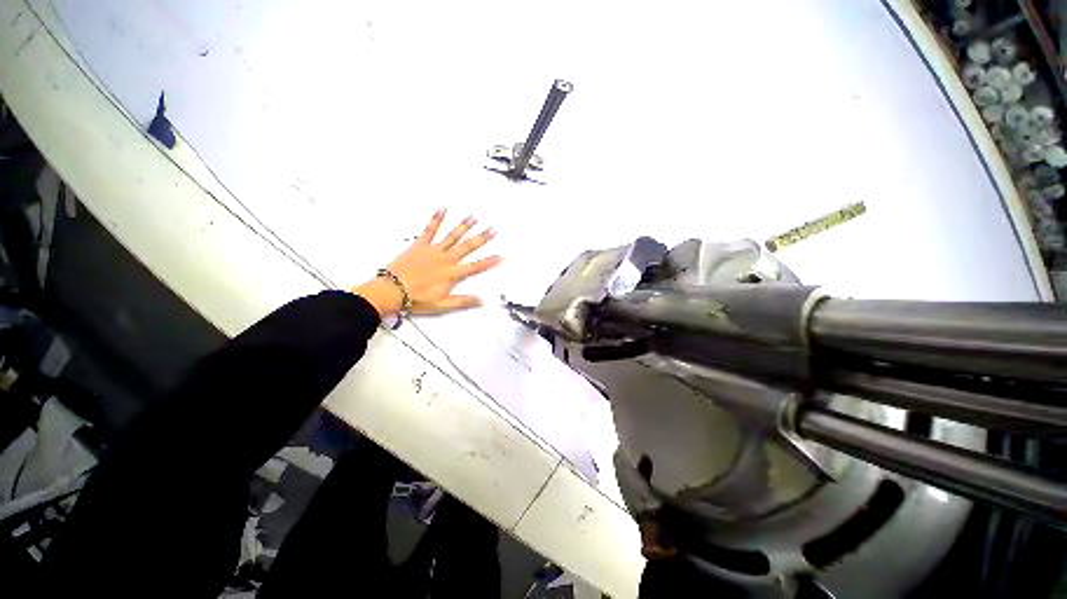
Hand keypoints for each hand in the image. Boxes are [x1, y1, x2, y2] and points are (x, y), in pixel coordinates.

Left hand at [354, 210, 502, 316]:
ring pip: (452, 236)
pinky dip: (436, 219)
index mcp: (452, 274)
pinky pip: (429, 230)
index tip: (501, 255)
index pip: (475, 267)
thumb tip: (481, 301)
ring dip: (464, 226)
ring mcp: (433, 250)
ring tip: (474, 217)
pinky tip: (443, 209)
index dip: (489, 261)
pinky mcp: (420, 245)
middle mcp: (446, 259)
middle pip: (467, 247)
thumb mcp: (442, 305)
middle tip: (492, 230)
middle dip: (481, 238)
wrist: (392, 290)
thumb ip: (462, 301)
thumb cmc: (417, 299)